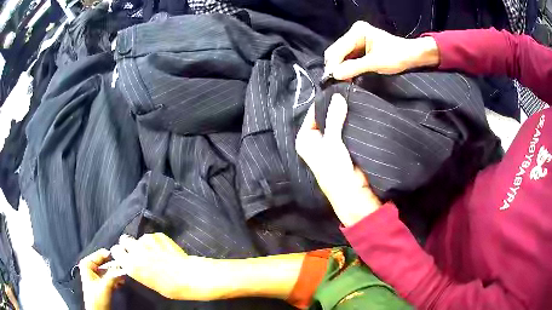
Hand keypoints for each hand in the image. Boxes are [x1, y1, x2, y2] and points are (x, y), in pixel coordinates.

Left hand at [79, 249, 124, 309]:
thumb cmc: (96, 300)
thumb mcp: (105, 286)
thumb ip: (113, 276)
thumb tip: (122, 268)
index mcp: (87, 264)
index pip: (100, 254)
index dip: (111, 256)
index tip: (121, 257)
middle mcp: (91, 268)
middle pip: (106, 263)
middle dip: (116, 267)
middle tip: (125, 268)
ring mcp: (97, 275)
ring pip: (110, 271)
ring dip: (117, 274)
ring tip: (124, 276)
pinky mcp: (102, 283)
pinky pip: (111, 277)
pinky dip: (117, 279)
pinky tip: (121, 282)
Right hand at [111, 233, 220, 300]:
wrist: (187, 276)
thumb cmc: (169, 286)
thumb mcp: (146, 281)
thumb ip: (136, 268)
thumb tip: (133, 262)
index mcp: (130, 264)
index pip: (115, 250)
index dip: (120, 252)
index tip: (124, 255)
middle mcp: (135, 250)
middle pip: (124, 239)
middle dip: (129, 244)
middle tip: (138, 252)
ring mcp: (147, 241)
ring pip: (140, 238)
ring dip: (144, 244)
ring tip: (156, 253)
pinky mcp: (158, 235)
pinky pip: (152, 237)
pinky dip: (156, 242)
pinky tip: (164, 250)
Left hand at [295, 93, 381, 225]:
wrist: (352, 192)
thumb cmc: (335, 168)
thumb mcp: (332, 141)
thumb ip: (334, 118)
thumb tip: (337, 96)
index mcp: (305, 139)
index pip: (313, 114)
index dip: (324, 102)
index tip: (337, 88)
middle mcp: (315, 140)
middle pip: (325, 118)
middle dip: (336, 108)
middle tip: (348, 92)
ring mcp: (329, 143)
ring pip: (337, 123)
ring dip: (345, 114)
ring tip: (354, 98)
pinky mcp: (342, 146)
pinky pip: (346, 129)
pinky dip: (351, 122)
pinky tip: (358, 111)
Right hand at [324, 21, 438, 78]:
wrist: (411, 55)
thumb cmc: (397, 56)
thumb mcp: (376, 63)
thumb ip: (355, 67)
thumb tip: (335, 75)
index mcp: (357, 31)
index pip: (338, 49)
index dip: (333, 65)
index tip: (331, 81)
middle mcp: (354, 32)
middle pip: (336, 51)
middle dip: (335, 67)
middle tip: (336, 83)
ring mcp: (356, 39)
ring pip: (341, 55)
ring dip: (341, 68)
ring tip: (342, 81)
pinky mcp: (360, 46)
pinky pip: (348, 57)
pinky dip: (347, 67)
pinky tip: (348, 76)